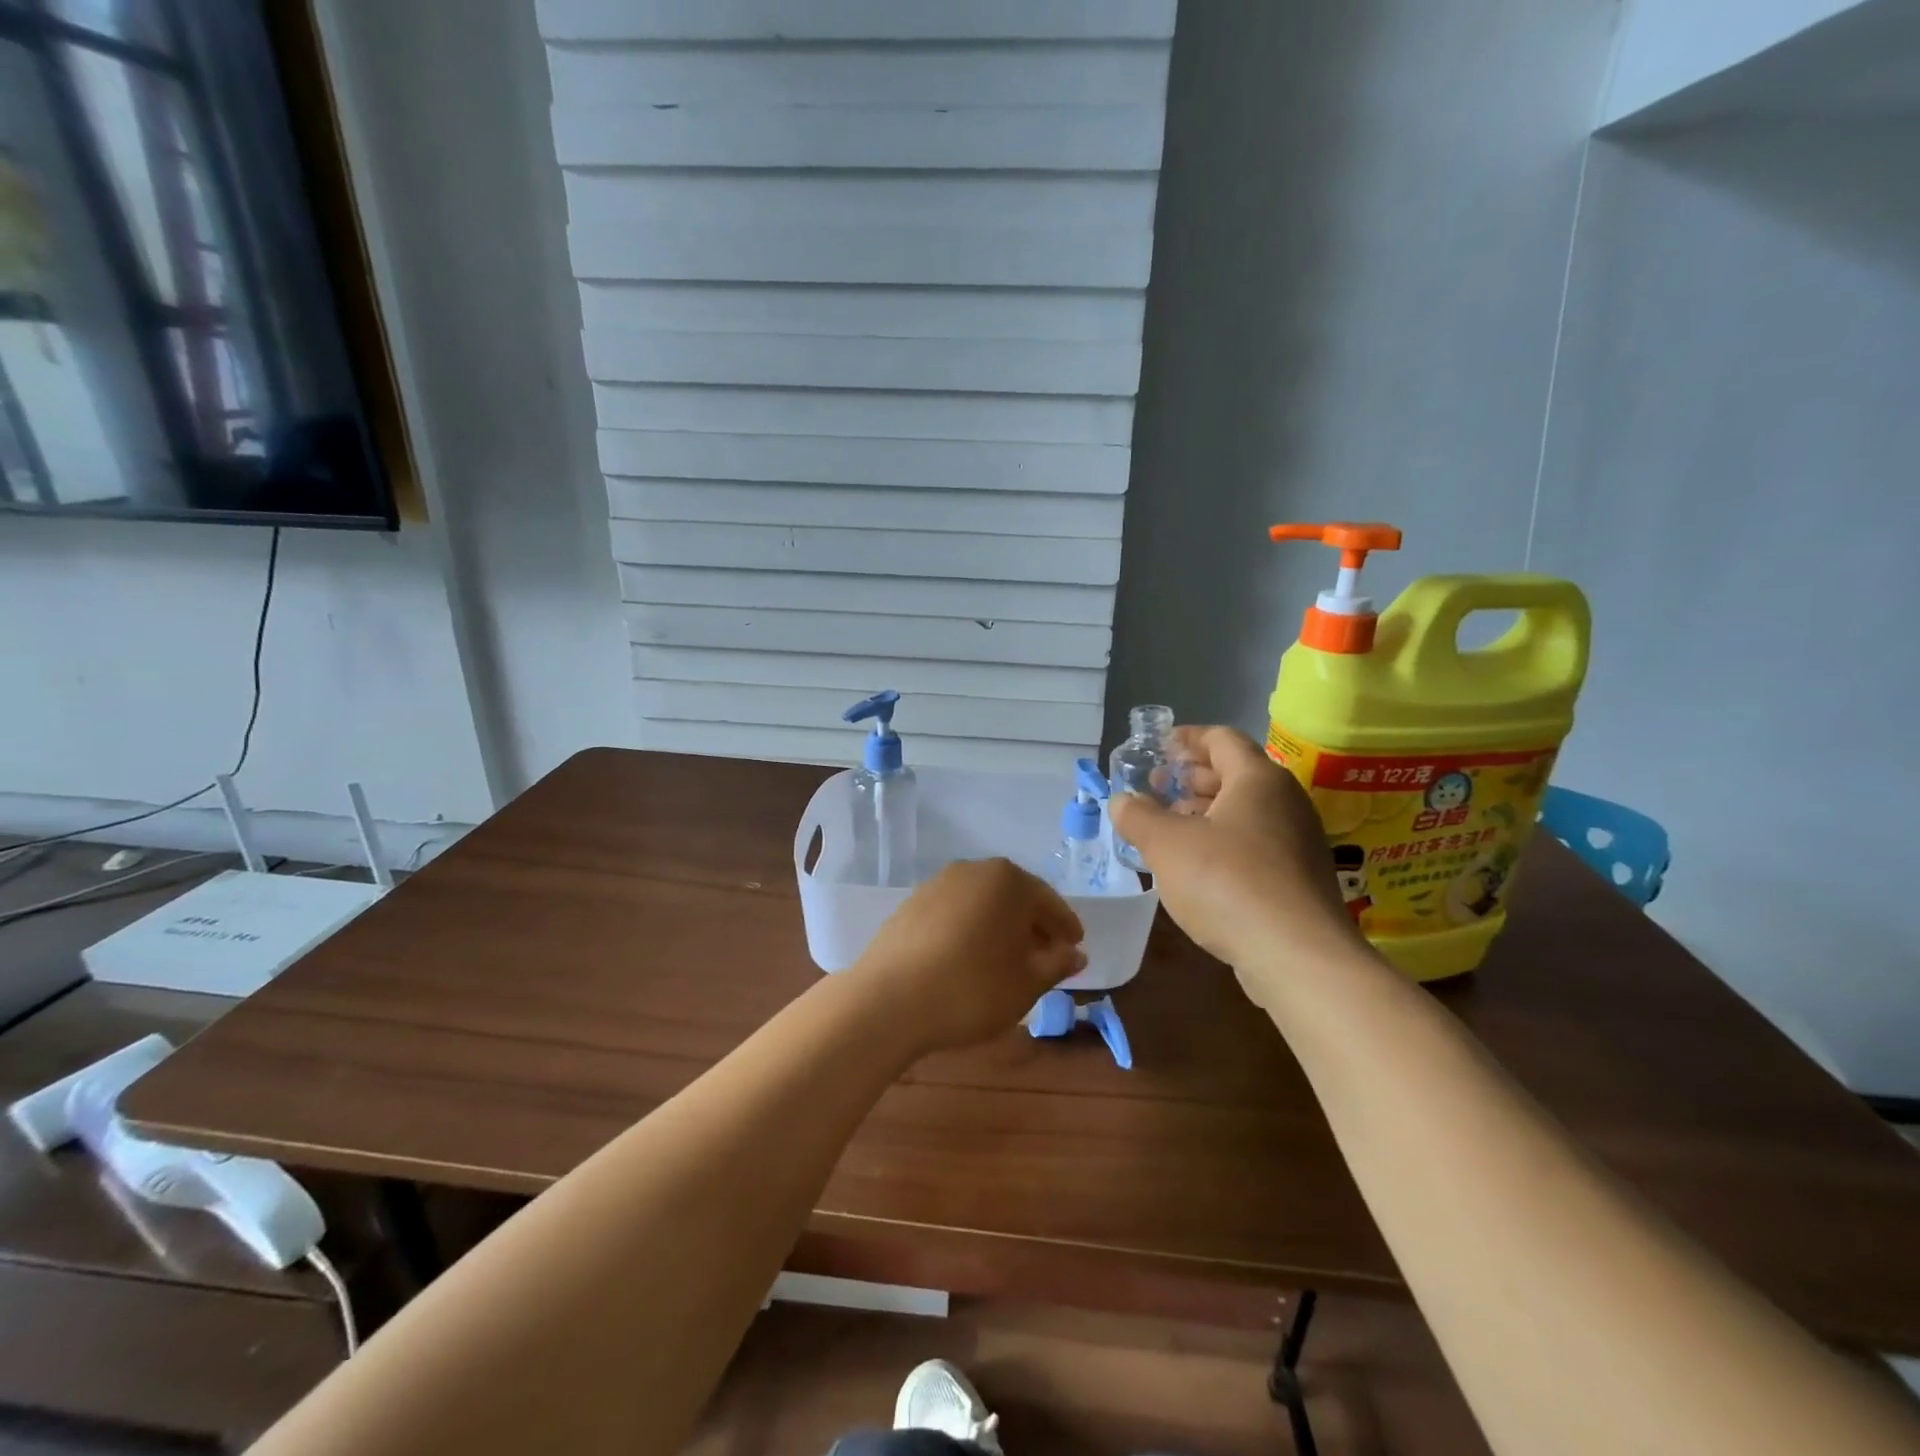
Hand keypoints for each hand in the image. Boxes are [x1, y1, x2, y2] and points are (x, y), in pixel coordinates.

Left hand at [851, 859, 1085, 1054]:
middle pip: (1014, 897)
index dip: (1065, 926)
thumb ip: (1056, 964)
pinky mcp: (911, 904)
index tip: (1076, 946)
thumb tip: (1075, 953)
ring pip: (983, 903)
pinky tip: (970, 959)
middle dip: (1033, 925)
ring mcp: (937, 885)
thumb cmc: (971, 989)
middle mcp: (973, 871)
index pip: (1048, 901)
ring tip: (1008, 960)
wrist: (888, 1000)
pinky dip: (970, 930)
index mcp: (1007, 880)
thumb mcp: (1026, 983)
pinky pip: (955, 912)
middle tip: (1047, 955)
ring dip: (1000, 927)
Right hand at [1110, 726, 1361, 976]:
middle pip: (1234, 774)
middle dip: (1191, 778)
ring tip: (1167, 827)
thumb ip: (1138, 816)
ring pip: (1244, 812)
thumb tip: (1122, 800)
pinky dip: (1221, 843)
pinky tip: (1195, 867)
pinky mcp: (1299, 879)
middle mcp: (1285, 802)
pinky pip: (1254, 844)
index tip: (1157, 746)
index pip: (1221, 738)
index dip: (1186, 738)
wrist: (1298, 956)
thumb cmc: (1227, 882)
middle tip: (1156, 788)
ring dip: (1203, 813)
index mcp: (1257, 779)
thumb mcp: (1166, 844)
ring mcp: (1297, 842)